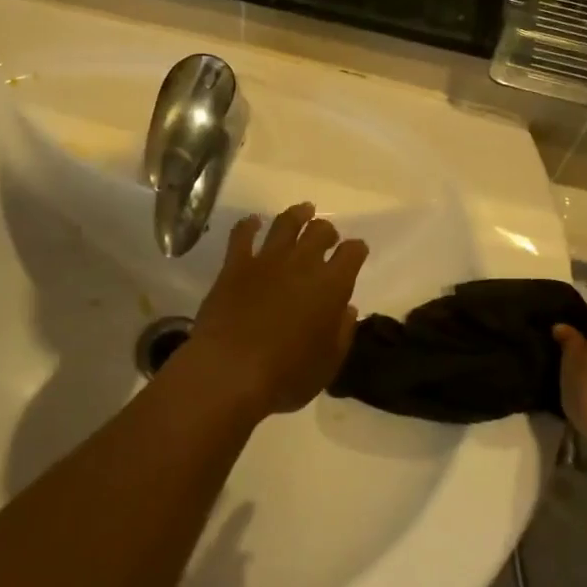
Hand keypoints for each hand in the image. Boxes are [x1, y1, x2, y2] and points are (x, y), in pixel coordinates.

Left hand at [178, 203, 368, 417]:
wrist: (230, 370)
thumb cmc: (286, 375)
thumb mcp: (328, 364)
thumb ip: (342, 333)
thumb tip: (346, 309)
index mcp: (332, 285)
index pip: (352, 253)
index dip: (357, 249)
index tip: (357, 251)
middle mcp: (302, 263)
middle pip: (320, 231)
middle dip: (327, 230)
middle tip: (327, 235)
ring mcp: (266, 259)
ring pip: (286, 223)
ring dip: (297, 214)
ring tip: (303, 210)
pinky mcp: (235, 265)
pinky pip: (242, 235)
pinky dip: (249, 225)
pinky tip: (253, 222)